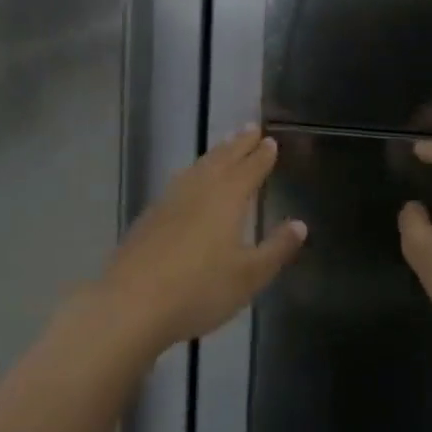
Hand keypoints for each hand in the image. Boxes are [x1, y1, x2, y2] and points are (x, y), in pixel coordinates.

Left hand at [100, 126, 305, 350]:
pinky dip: (193, 172)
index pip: (249, 169)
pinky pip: (179, 181)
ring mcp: (169, 200)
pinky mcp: (149, 216)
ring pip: (198, 167)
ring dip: (215, 154)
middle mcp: (198, 190)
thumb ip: (276, 248)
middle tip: (251, 128)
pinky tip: (189, 181)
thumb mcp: (249, 276)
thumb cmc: (200, 290)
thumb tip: (300, 225)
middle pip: (222, 159)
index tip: (270, 140)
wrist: (131, 303)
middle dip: (238, 144)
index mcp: (226, 198)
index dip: (261, 156)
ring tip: (225, 147)